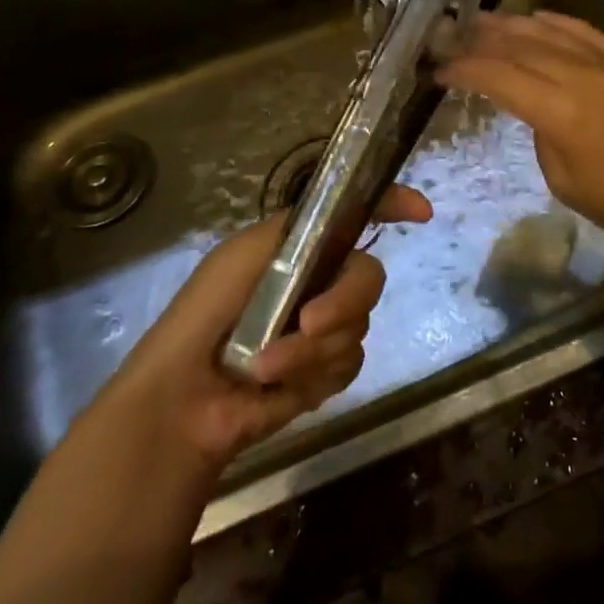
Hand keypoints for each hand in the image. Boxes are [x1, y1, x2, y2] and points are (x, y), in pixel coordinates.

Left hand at [107, 185, 431, 471]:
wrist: (182, 399)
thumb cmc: (207, 313)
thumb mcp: (245, 254)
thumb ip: (298, 229)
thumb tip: (354, 213)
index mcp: (303, 247)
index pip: (357, 216)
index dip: (393, 205)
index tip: (421, 213)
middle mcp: (320, 281)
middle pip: (369, 277)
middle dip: (344, 302)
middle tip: (309, 322)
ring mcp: (325, 328)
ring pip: (358, 326)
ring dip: (311, 350)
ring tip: (266, 366)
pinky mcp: (324, 373)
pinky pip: (348, 364)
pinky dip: (313, 375)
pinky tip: (279, 385)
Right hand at [435, 11, 603, 259]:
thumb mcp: (565, 182)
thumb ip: (542, 135)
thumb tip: (537, 108)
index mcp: (562, 112)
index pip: (500, 79)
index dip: (466, 71)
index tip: (441, 70)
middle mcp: (583, 77)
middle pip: (522, 47)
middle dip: (483, 40)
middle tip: (455, 36)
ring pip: (552, 33)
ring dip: (514, 25)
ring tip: (485, 21)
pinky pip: (587, 32)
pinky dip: (559, 23)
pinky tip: (539, 19)